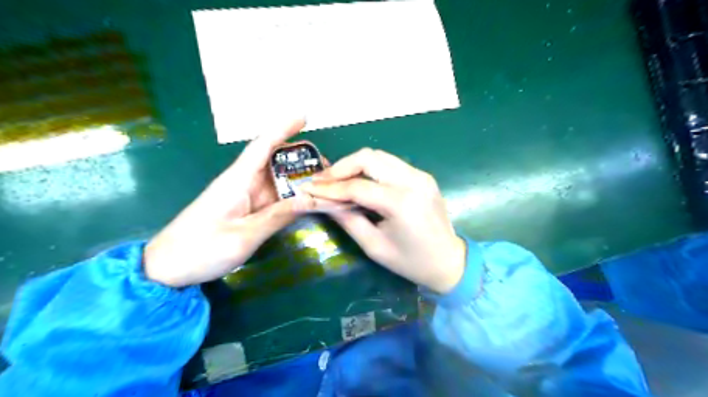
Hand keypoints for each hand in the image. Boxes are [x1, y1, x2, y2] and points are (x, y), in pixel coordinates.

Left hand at [143, 120, 314, 286]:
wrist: (168, 269)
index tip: (303, 117)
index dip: (282, 129)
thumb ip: (278, 216)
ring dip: (300, 180)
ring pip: (277, 181)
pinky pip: (274, 199)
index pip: (262, 146)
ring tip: (326, 184)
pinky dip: (292, 198)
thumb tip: (311, 199)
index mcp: (237, 180)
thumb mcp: (243, 236)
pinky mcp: (247, 211)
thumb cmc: (200, 249)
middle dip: (301, 159)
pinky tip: (308, 201)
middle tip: (328, 167)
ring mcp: (245, 197)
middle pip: (275, 162)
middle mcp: (243, 183)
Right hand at [302, 148, 467, 293]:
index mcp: (401, 203)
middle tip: (323, 181)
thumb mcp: (375, 247)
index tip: (309, 188)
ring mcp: (421, 175)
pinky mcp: (423, 176)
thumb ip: (348, 220)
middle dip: (341, 167)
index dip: (330, 187)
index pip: (357, 186)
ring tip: (337, 180)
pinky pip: (390, 164)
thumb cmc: (411, 262)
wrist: (450, 262)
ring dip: (355, 165)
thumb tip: (323, 202)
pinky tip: (360, 182)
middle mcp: (413, 181)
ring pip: (379, 156)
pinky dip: (371, 169)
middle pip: (369, 158)